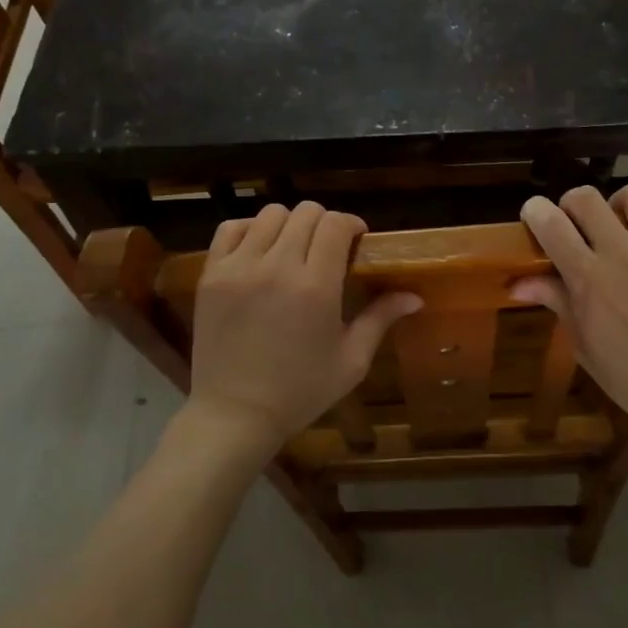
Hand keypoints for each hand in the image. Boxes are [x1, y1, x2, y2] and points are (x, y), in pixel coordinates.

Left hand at [186, 202, 421, 453]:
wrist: (234, 415)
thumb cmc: (300, 391)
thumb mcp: (351, 360)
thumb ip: (381, 319)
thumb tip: (415, 296)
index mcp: (316, 286)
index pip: (336, 223)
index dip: (351, 224)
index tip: (355, 241)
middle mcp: (278, 267)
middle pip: (306, 212)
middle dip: (323, 223)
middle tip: (326, 248)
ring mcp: (239, 267)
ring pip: (270, 214)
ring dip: (288, 225)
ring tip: (292, 249)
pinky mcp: (212, 274)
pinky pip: (231, 228)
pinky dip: (249, 230)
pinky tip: (259, 251)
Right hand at [512, 184, 627, 436]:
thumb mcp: (583, 343)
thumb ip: (554, 300)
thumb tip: (516, 283)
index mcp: (588, 276)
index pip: (550, 222)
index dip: (535, 211)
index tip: (534, 217)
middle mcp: (623, 252)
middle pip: (587, 197)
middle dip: (573, 203)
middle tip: (577, 224)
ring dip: (623, 203)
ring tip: (623, 223)